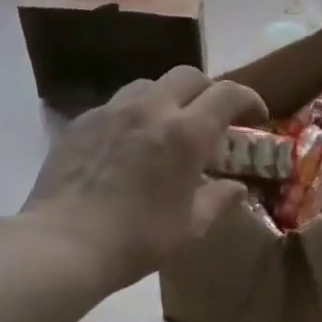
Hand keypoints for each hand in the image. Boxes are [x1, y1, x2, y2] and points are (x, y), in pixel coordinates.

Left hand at [19, 66, 265, 291]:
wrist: (64, 244)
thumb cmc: (138, 239)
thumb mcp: (191, 227)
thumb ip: (219, 200)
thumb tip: (237, 189)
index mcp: (186, 134)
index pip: (228, 94)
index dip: (249, 99)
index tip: (257, 116)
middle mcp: (151, 109)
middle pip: (188, 76)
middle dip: (209, 91)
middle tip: (214, 119)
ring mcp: (111, 112)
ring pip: (149, 84)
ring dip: (169, 98)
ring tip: (169, 127)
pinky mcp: (81, 122)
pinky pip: (116, 105)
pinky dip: (135, 115)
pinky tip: (130, 145)